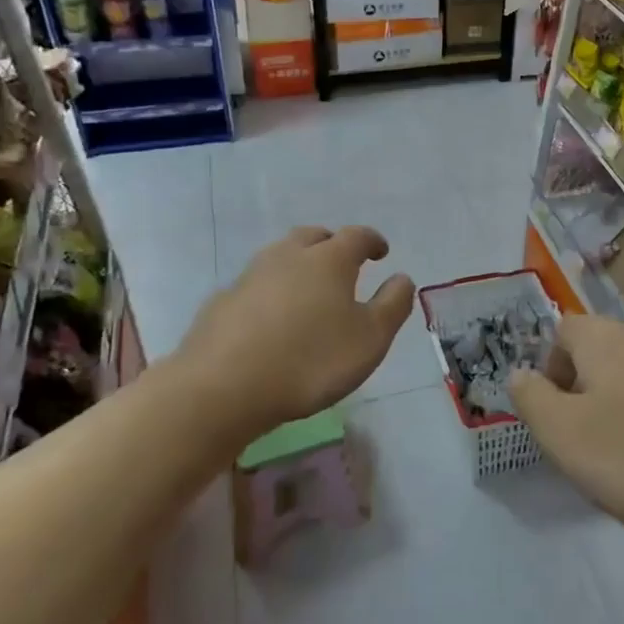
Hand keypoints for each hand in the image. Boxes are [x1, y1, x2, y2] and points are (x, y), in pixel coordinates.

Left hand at [175, 226, 413, 445]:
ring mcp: (250, 276)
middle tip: (343, 265)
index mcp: (329, 260)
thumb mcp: (370, 339)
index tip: (381, 252)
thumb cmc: (310, 361)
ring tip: (308, 292)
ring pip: (280, 257)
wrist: (222, 387)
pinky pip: (254, 286)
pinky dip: (269, 293)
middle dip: (331, 244)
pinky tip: (270, 319)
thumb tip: (402, 278)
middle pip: (313, 237)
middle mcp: (288, 256)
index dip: (372, 241)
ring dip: (298, 265)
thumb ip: (392, 305)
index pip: (357, 236)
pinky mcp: (221, 302)